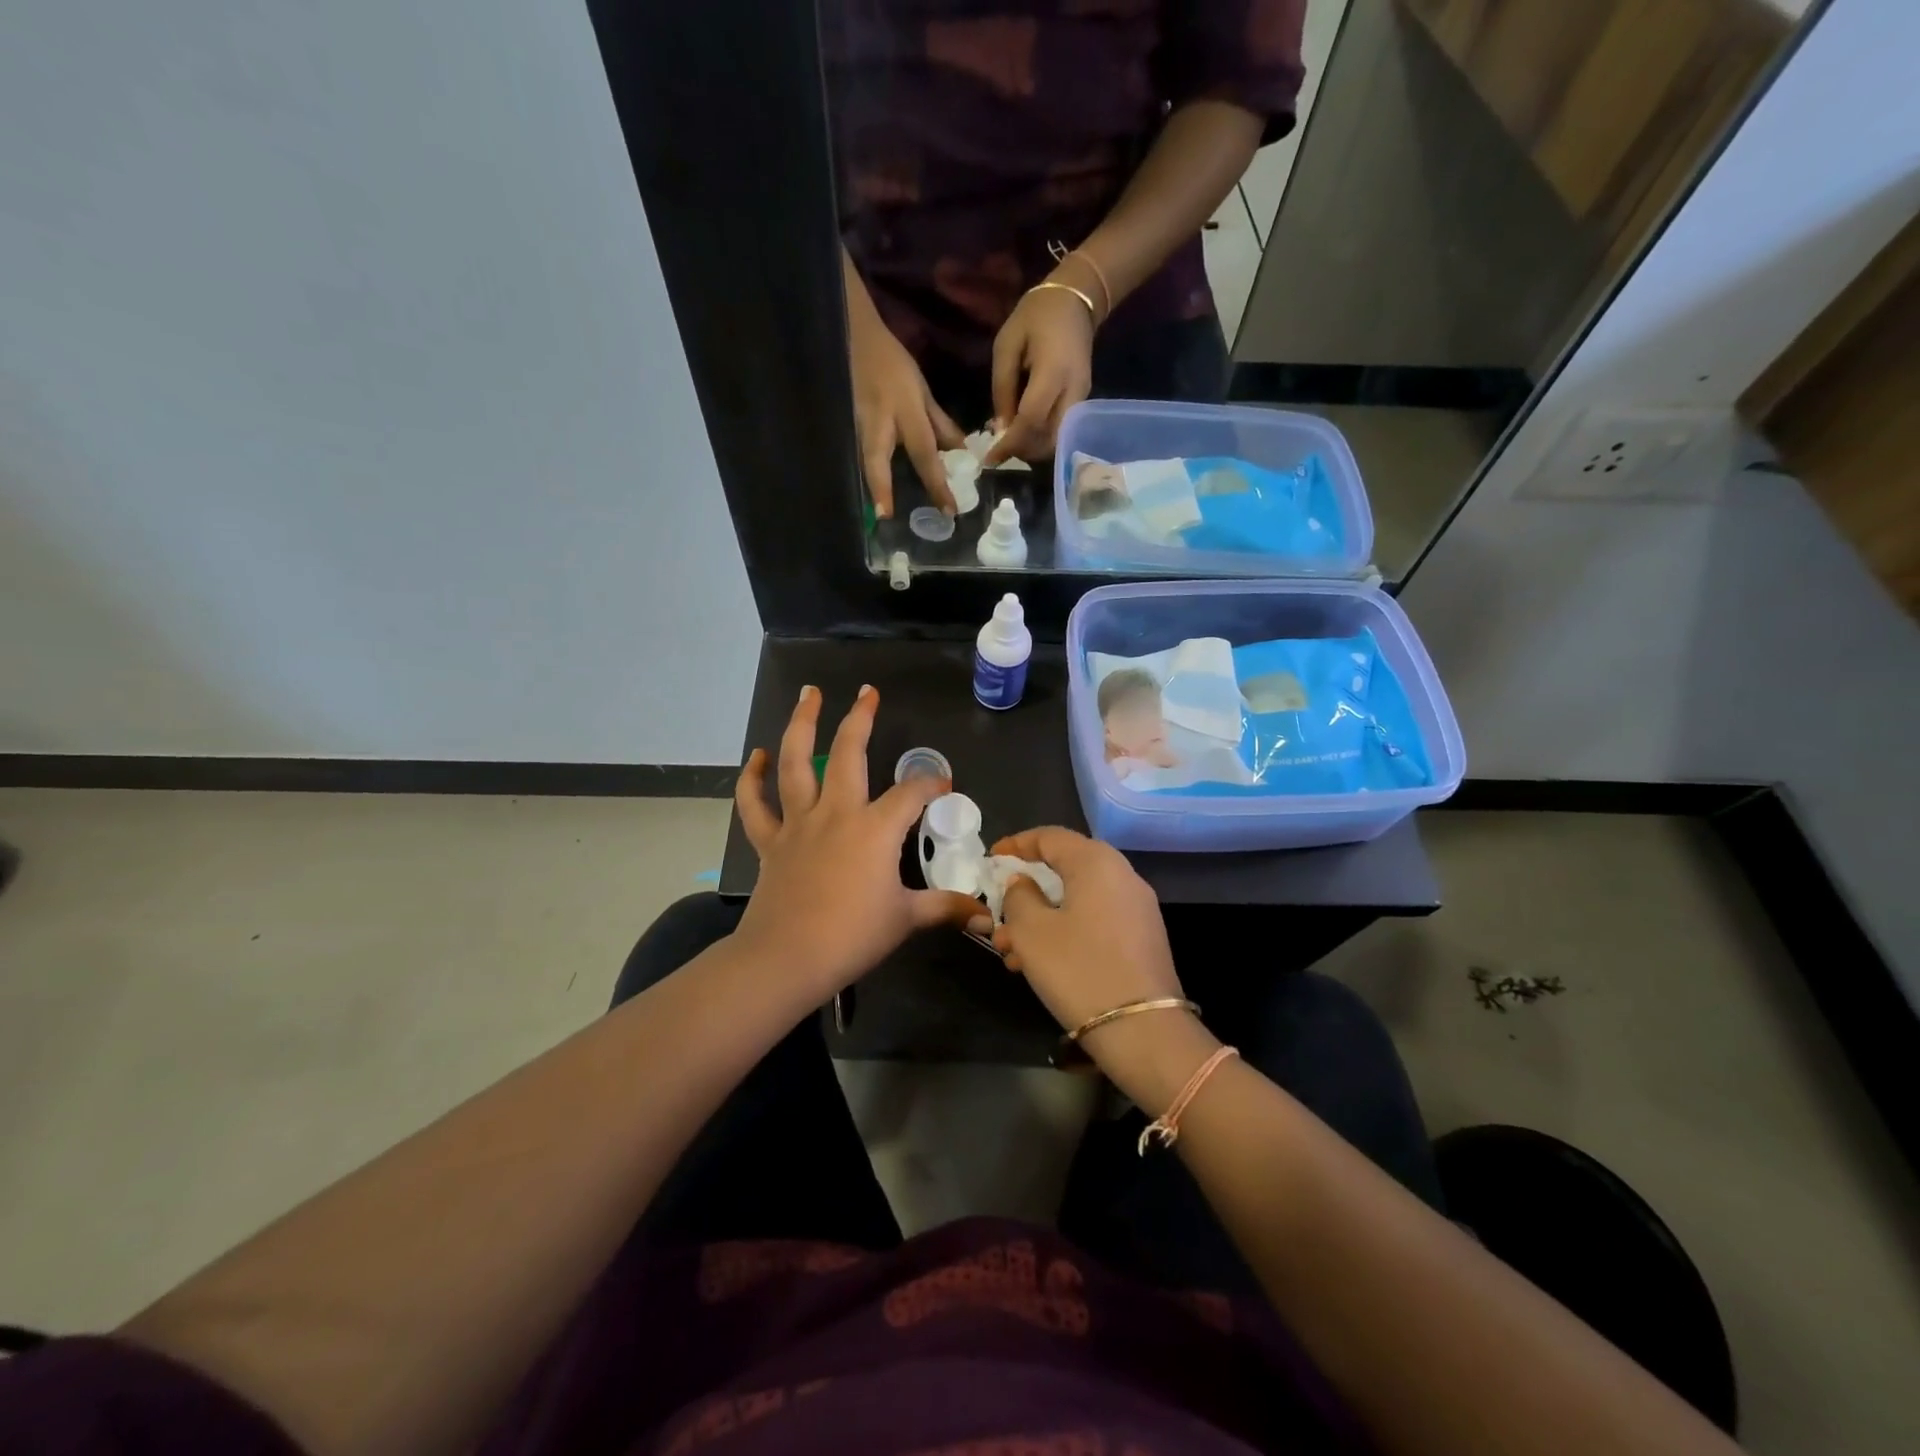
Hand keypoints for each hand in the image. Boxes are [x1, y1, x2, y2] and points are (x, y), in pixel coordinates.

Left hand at [734, 685, 980, 1000]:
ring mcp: (799, 823)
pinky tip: (758, 756)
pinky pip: (755, 804)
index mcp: (875, 828)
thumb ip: (945, 909)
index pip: (912, 793)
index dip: (931, 783)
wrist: (787, 958)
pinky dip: (753, 778)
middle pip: (849, 752)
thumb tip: (986, 918)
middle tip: (868, 692)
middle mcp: (837, 813)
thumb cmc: (852, 936)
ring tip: (809, 694)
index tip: (943, 786)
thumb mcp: (906, 920)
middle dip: (861, 719)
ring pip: (796, 762)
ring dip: (802, 725)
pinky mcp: (771, 842)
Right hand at [849, 308, 962, 517]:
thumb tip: (960, 454)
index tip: (948, 510)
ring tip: (879, 513)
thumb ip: (940, 424)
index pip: (924, 452)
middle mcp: (878, 420)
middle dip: (881, 489)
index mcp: (905, 410)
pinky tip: (870, 495)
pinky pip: (855, 455)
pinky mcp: (843, 425)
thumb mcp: (922, 390)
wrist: (855, 337)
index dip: (936, 483)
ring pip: (861, 460)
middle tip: (886, 517)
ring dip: (869, 486)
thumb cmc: (893, 364)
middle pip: (876, 460)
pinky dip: (864, 475)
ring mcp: (855, 423)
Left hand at [985, 284, 1094, 466]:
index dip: (1010, 444)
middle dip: (1023, 452)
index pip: (1031, 421)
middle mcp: (1074, 391)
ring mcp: (1082, 398)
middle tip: (1000, 452)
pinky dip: (1042, 438)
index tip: (990, 460)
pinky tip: (1024, 431)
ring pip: (1058, 440)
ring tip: (1011, 442)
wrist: (1075, 299)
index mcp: (1053, 372)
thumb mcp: (1006, 346)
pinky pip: (1062, 431)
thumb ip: (1002, 389)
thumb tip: (999, 430)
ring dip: (1033, 448)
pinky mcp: (1083, 402)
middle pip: (1049, 440)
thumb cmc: (1036, 316)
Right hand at [988, 826, 1181, 1035]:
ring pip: (1077, 899)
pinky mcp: (1142, 938)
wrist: (1143, 1030)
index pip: (1049, 836)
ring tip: (1010, 950)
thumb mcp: (1031, 931)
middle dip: (1025, 891)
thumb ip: (1018, 896)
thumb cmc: (1078, 969)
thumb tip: (1022, 883)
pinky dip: (1064, 931)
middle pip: (1064, 869)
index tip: (990, 860)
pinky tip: (1040, 963)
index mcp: (1096, 861)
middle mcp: (1122, 874)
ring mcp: (1136, 907)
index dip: (1016, 845)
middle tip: (997, 914)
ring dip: (1040, 918)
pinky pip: (1094, 920)